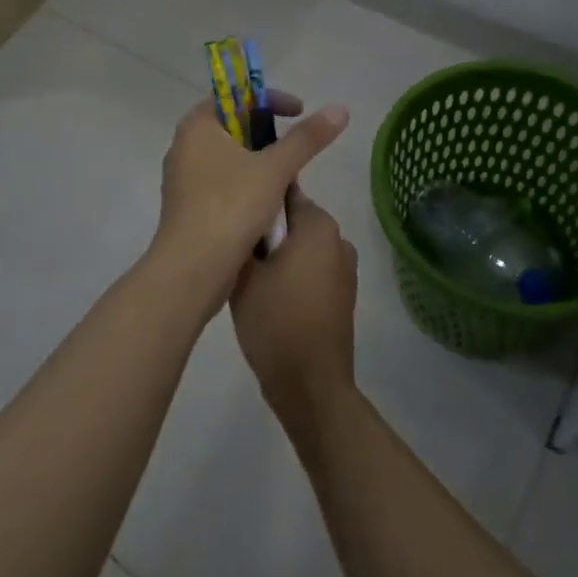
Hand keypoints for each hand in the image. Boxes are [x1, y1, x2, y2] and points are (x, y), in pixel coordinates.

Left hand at [148, 91, 348, 312]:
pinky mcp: (187, 207)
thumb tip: (339, 109)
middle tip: (294, 147)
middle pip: (231, 126)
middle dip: (266, 133)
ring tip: (285, 179)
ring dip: (258, 163)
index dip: (269, 99)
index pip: (234, 95)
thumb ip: (306, 138)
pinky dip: (245, 185)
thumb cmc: (230, 206)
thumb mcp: (275, 169)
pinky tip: (267, 205)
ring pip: (227, 158)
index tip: (298, 112)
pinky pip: (221, 184)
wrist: (192, 269)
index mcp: (197, 126)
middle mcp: (184, 146)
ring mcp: (182, 179)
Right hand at [230, 188, 358, 419]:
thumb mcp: (244, 275)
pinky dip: (292, 274)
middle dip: (266, 229)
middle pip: (293, 220)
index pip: (283, 192)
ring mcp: (344, 268)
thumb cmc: (275, 321)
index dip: (257, 199)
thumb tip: (240, 219)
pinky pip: (311, 269)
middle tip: (234, 247)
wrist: (310, 385)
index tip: (233, 213)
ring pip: (301, 247)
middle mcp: (338, 239)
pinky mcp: (342, 295)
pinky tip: (269, 295)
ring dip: (279, 254)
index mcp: (318, 225)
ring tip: (248, 274)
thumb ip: (243, 238)